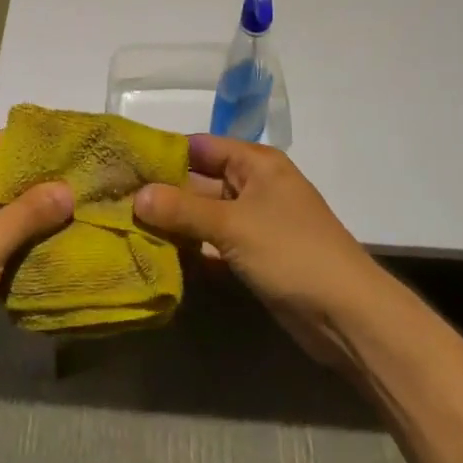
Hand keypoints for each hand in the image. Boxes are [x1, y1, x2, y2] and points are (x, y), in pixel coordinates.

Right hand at [134, 135, 383, 366]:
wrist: (348, 315)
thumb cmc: (292, 252)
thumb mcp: (233, 225)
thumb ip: (183, 209)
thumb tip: (136, 195)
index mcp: (256, 164)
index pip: (200, 146)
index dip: (164, 154)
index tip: (124, 165)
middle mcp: (254, 187)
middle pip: (199, 181)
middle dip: (162, 193)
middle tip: (115, 201)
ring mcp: (255, 224)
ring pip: (204, 216)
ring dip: (173, 224)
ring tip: (125, 228)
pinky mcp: (254, 257)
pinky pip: (214, 245)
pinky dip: (191, 250)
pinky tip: (156, 257)